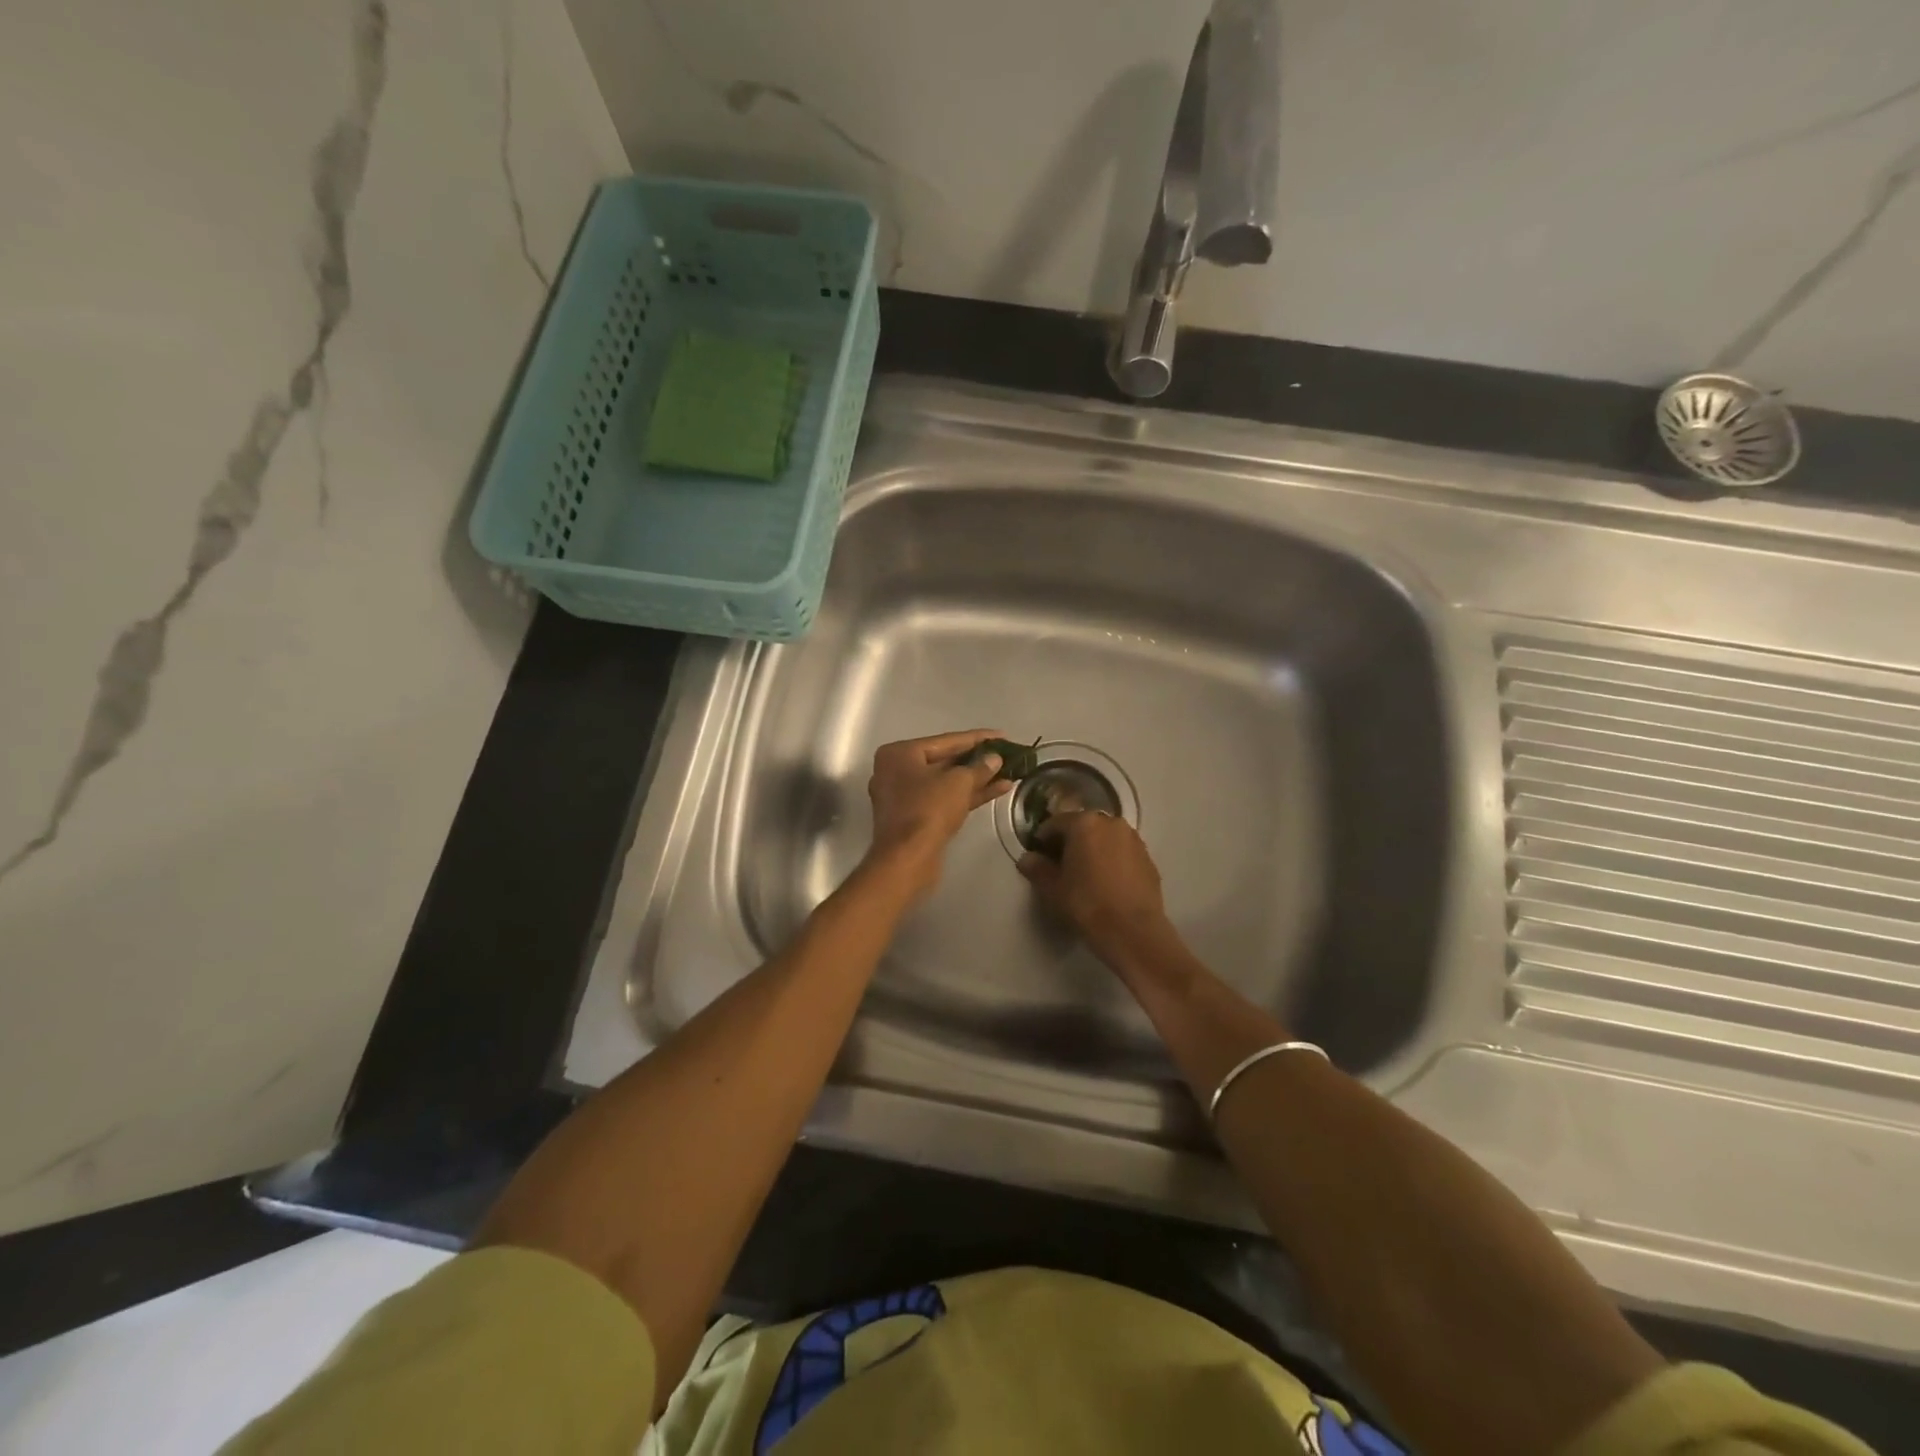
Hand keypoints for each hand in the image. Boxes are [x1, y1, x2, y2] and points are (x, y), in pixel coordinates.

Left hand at [864, 730, 1014, 901]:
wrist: (907, 860)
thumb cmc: (928, 810)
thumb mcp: (958, 782)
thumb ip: (979, 767)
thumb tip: (994, 759)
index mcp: (899, 754)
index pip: (945, 740)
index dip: (977, 738)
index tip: (1002, 735)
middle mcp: (897, 772)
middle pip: (944, 761)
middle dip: (977, 760)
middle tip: (1006, 754)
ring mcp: (904, 797)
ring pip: (946, 782)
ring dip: (977, 779)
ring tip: (1008, 773)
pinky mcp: (914, 819)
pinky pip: (944, 799)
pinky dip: (968, 795)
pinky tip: (997, 790)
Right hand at [1018, 810, 1174, 967]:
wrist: (1132, 931)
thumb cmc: (1086, 904)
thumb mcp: (1052, 888)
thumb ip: (1037, 868)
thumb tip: (1027, 859)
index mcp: (1084, 823)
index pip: (1056, 823)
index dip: (1043, 839)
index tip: (1038, 855)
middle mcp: (1111, 823)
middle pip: (1083, 826)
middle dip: (1070, 841)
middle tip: (1060, 865)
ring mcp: (1133, 839)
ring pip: (1105, 838)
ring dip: (1093, 849)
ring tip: (1085, 873)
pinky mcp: (1148, 858)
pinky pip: (1122, 852)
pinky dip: (1112, 860)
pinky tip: (1107, 882)